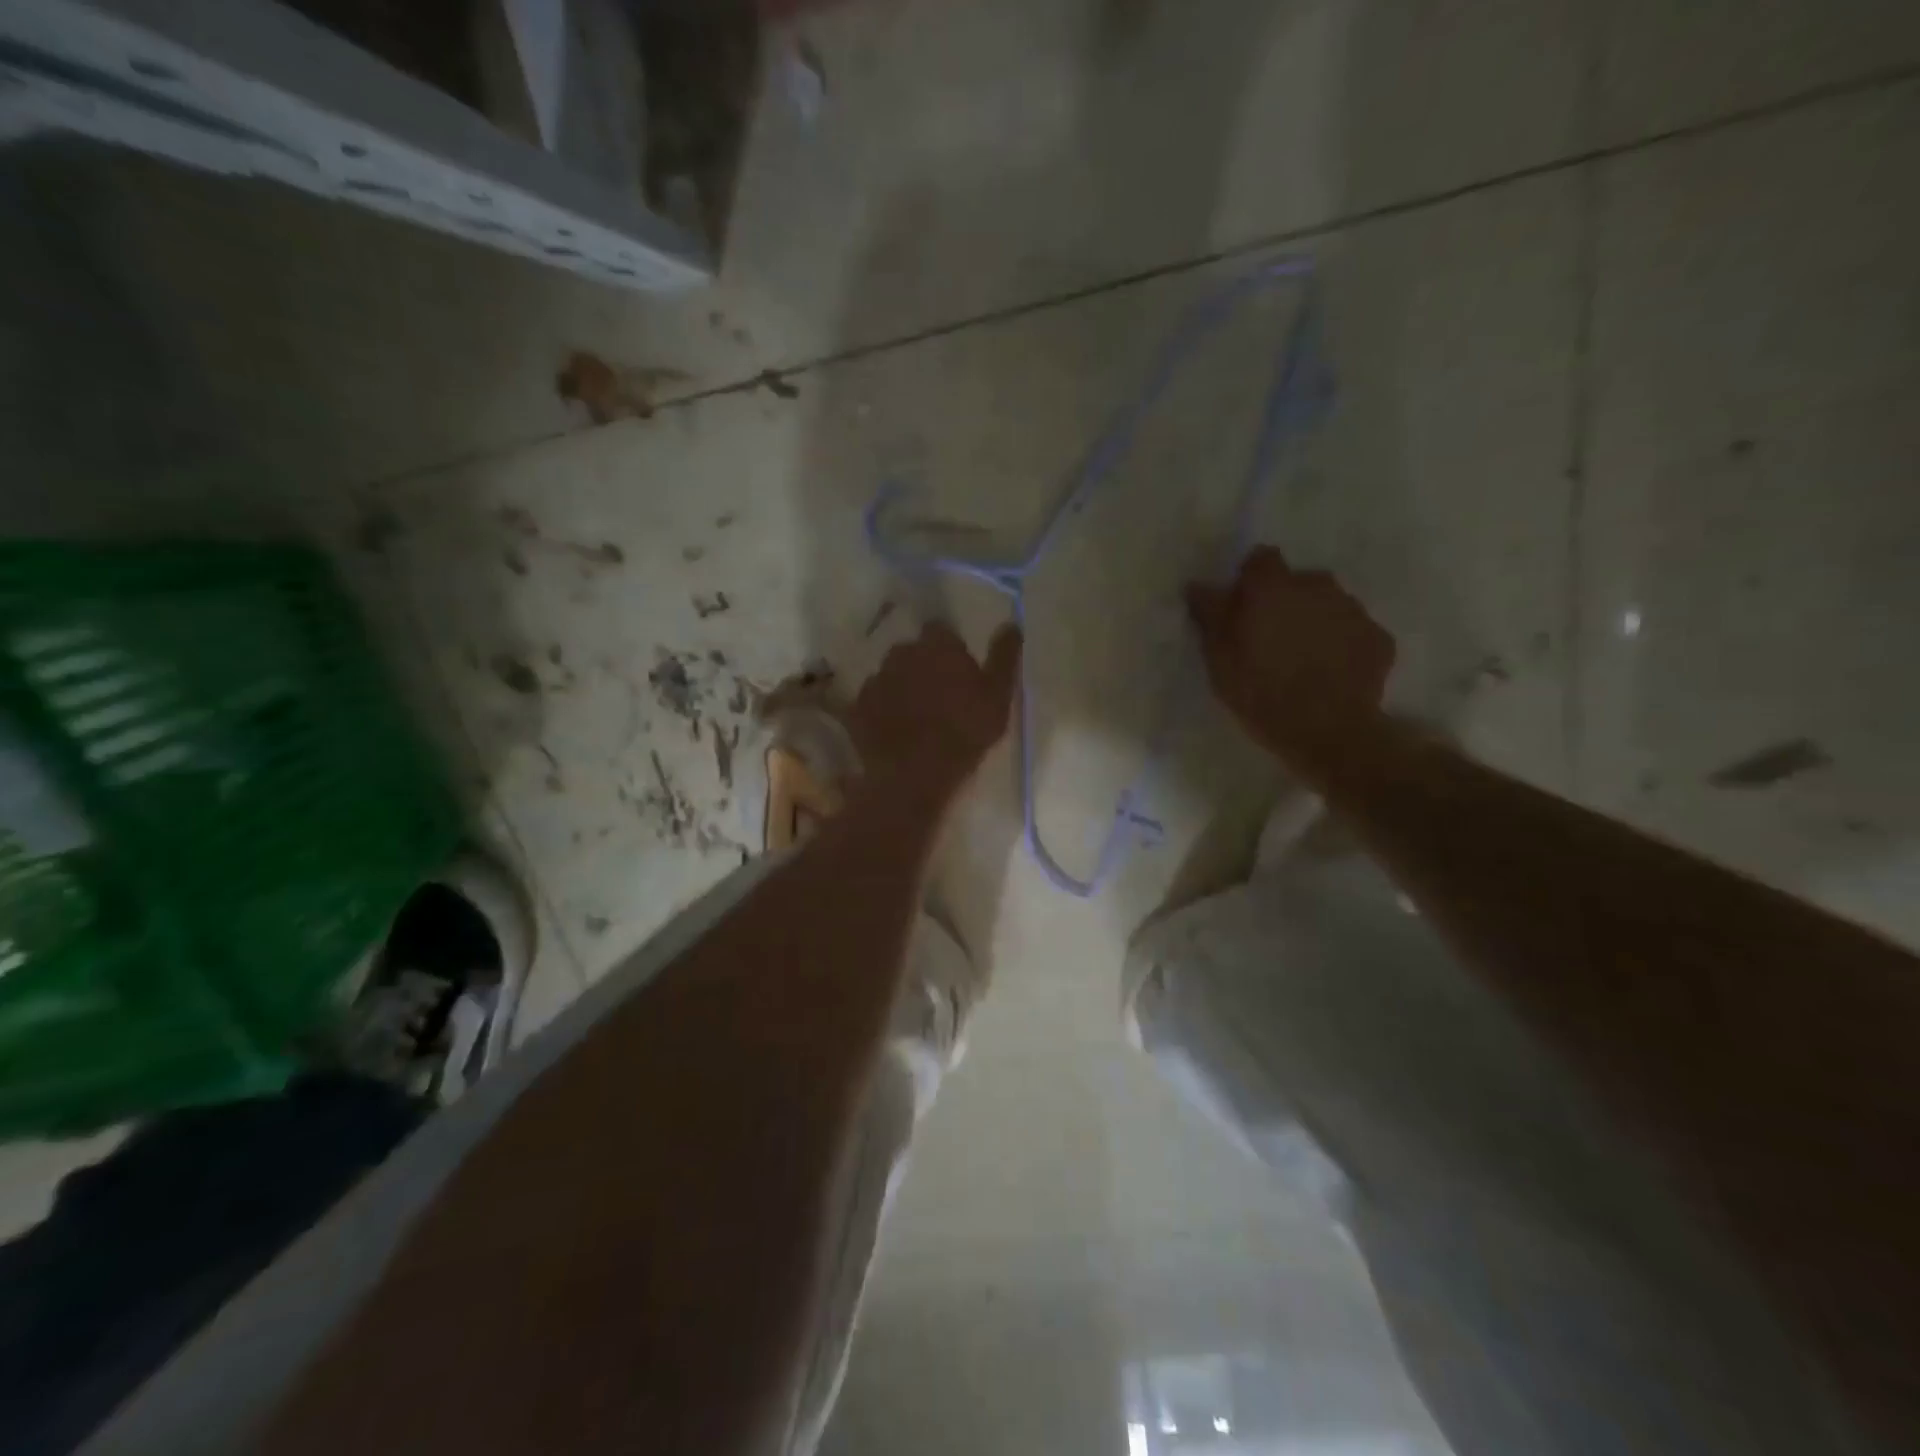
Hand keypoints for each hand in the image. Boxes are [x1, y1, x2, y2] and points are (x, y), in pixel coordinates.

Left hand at [851, 622, 1021, 794]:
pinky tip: (895, 730)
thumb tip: (1011, 624)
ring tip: (917, 716)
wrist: (914, 774)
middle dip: (924, 666)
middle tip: (940, 696)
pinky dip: (882, 710)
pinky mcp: (857, 706)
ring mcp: (876, 679)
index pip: (941, 631)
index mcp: (937, 645)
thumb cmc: (964, 732)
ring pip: (892, 675)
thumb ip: (1004, 657)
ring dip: (902, 687)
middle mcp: (902, 652)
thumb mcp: (998, 696)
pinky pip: (873, 701)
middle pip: (914, 651)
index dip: (950, 650)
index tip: (959, 671)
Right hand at [1187, 547, 1394, 768]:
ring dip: (1314, 620)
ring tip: (1302, 658)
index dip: (1250, 579)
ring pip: (1329, 604)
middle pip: (1298, 581)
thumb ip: (1211, 615)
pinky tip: (1330, 673)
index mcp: (1273, 588)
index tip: (1242, 606)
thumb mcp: (1219, 659)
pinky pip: (1353, 632)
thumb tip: (1198, 584)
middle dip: (1285, 601)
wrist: (1329, 732)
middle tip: (1271, 638)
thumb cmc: (1260, 693)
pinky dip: (1342, 644)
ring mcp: (1354, 611)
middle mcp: (1318, 586)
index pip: (1261, 559)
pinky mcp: (1379, 638)